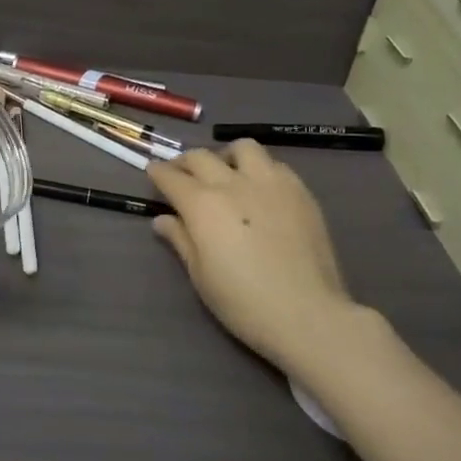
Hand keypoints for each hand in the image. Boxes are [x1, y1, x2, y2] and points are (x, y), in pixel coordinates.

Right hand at [148, 142, 385, 376]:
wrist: (307, 314)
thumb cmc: (243, 302)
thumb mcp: (200, 275)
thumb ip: (180, 240)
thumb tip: (162, 219)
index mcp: (202, 204)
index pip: (171, 177)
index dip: (158, 173)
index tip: (153, 173)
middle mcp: (233, 183)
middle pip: (201, 157)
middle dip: (185, 162)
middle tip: (182, 175)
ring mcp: (270, 182)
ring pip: (243, 147)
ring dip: (227, 155)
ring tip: (226, 172)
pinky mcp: (300, 190)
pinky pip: (275, 164)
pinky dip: (260, 169)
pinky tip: (261, 189)